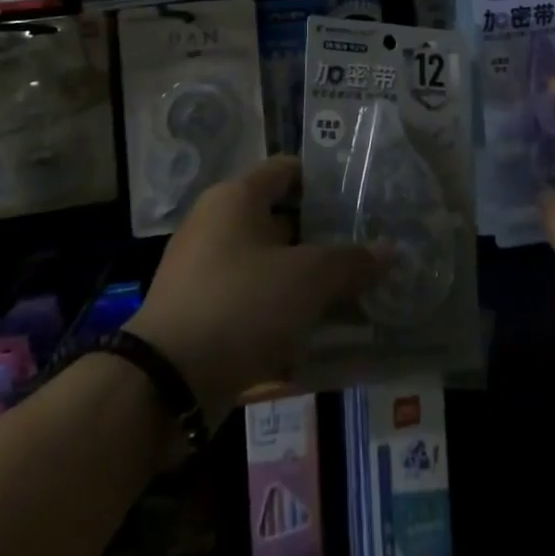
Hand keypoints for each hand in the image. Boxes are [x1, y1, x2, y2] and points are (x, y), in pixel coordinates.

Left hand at [128, 157, 378, 423]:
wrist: (164, 385)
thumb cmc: (241, 304)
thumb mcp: (308, 279)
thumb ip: (352, 262)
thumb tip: (391, 250)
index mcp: (236, 197)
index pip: (289, 170)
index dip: (326, 180)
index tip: (363, 199)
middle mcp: (217, 224)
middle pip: (282, 220)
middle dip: (325, 237)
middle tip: (368, 250)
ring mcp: (205, 272)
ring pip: (270, 265)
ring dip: (307, 280)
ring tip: (354, 294)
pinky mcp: (200, 315)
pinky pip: (253, 302)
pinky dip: (283, 313)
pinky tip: (319, 334)